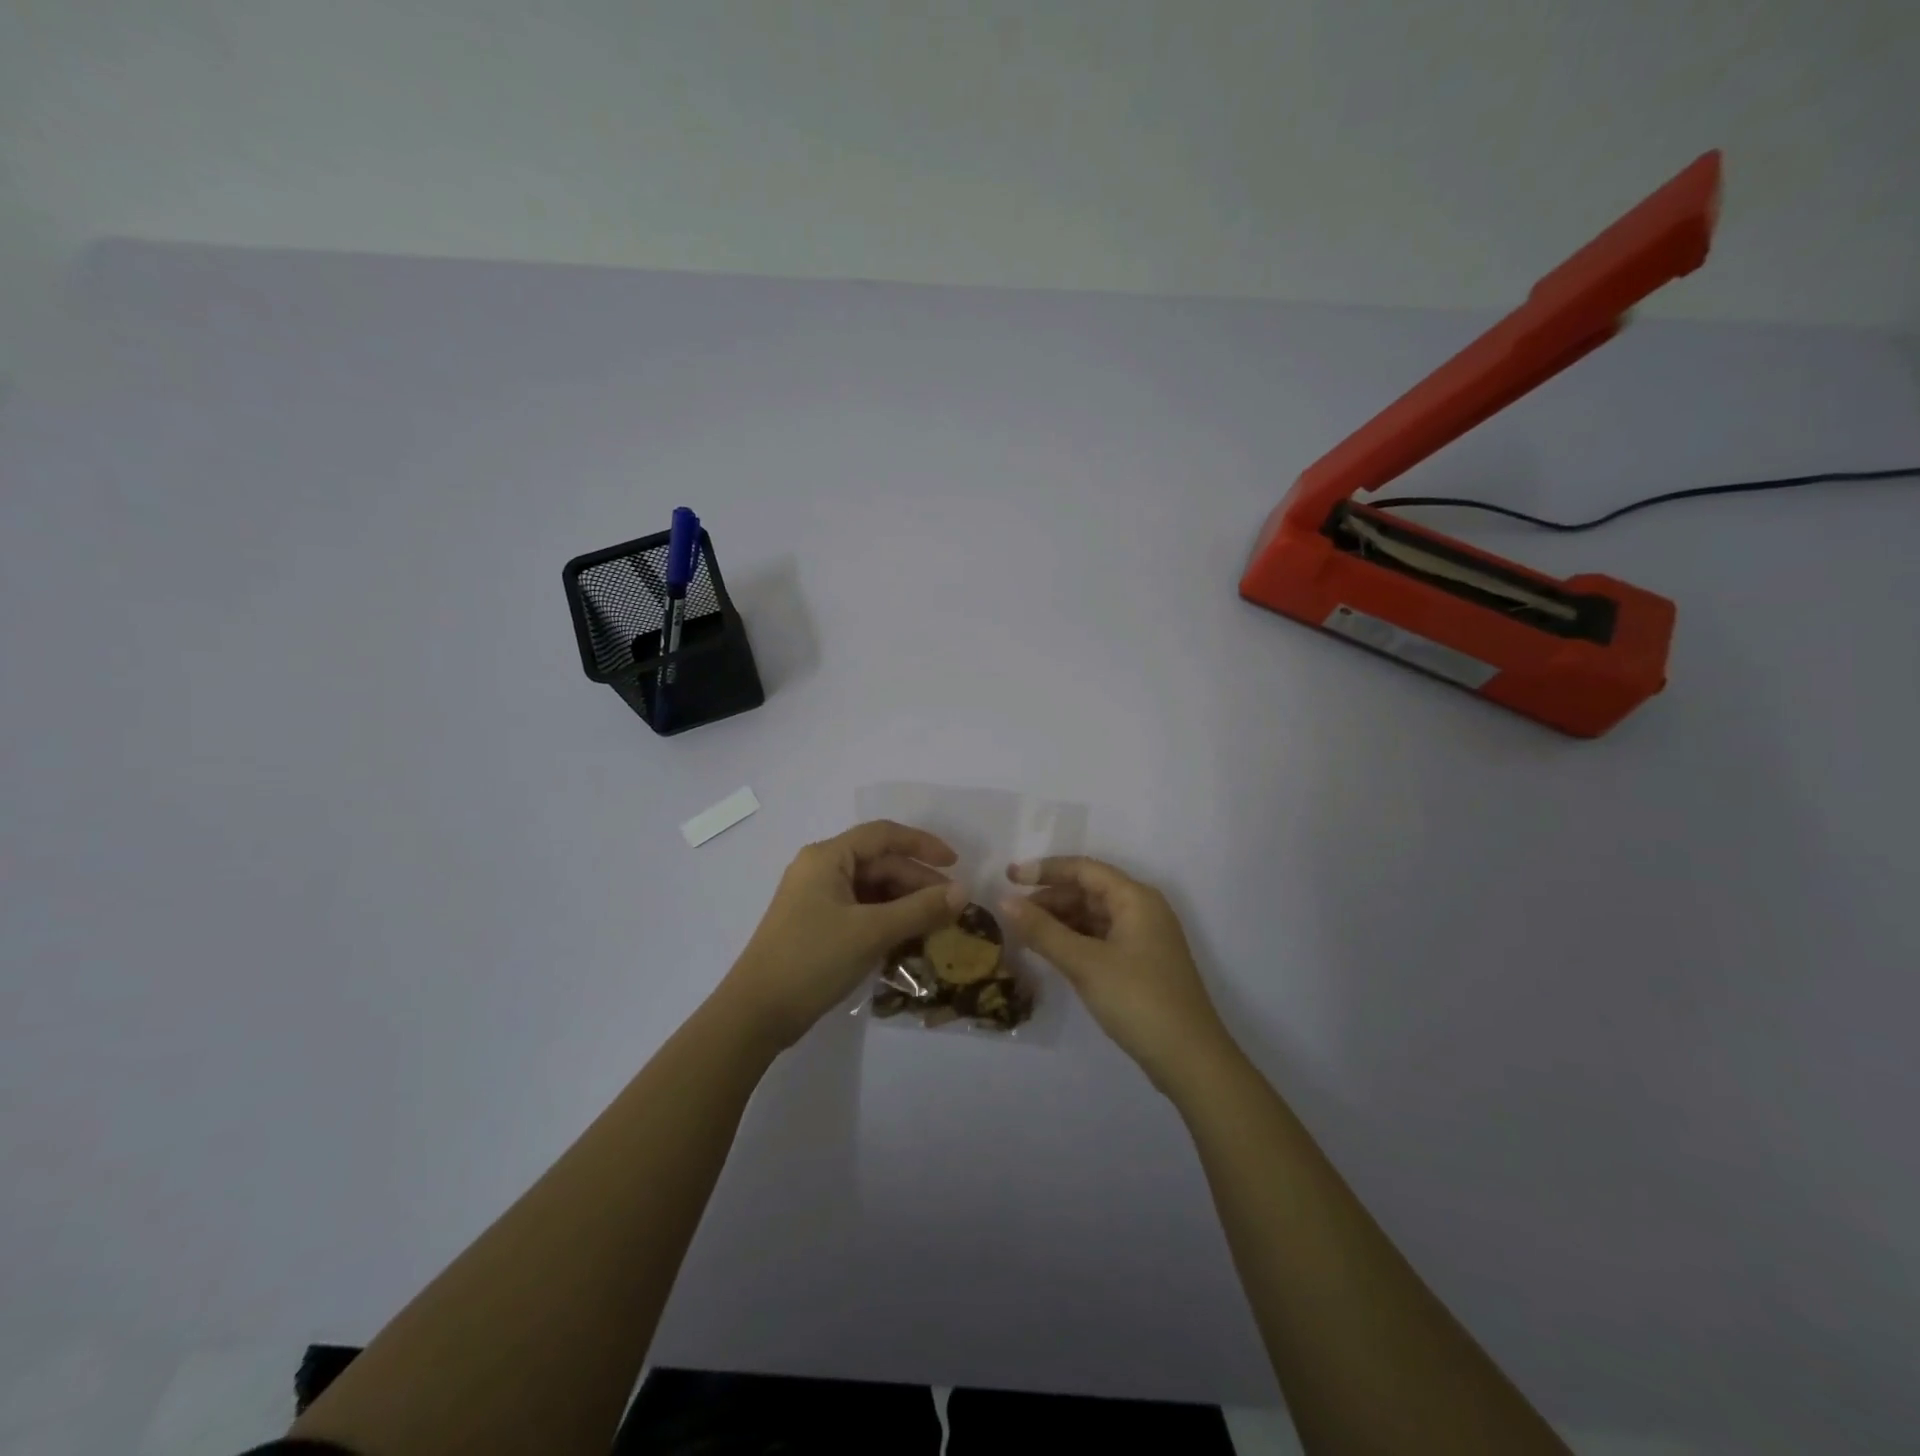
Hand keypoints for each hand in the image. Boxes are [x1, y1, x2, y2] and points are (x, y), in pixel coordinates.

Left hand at [723, 820, 967, 1049]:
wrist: (756, 1014)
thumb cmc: (812, 960)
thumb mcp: (872, 932)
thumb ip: (920, 909)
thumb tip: (964, 892)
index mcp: (827, 857)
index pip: (883, 835)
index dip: (922, 845)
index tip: (956, 864)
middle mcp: (820, 869)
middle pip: (879, 863)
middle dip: (917, 881)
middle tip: (952, 906)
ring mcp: (817, 899)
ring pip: (872, 889)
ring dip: (905, 903)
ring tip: (936, 923)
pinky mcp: (817, 925)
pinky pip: (861, 910)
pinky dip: (887, 919)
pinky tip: (909, 938)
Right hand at [1000, 856, 1231, 1090]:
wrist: (1189, 1059)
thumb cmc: (1137, 1000)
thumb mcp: (1084, 963)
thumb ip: (1042, 930)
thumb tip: (1003, 901)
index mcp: (1135, 898)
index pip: (1083, 869)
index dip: (1044, 870)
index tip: (1008, 878)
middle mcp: (1142, 909)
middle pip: (1088, 890)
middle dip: (1049, 898)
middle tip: (1011, 913)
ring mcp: (1144, 937)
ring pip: (1093, 915)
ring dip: (1059, 920)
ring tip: (1024, 933)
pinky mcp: (1141, 963)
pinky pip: (1100, 937)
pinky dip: (1074, 940)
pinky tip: (1051, 952)